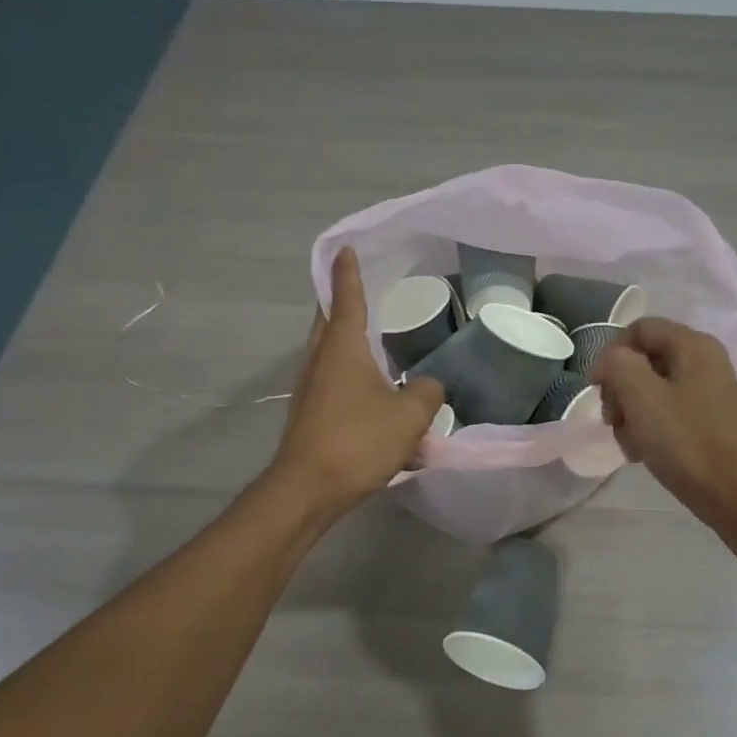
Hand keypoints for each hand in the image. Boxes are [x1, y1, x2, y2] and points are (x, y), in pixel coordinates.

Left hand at [271, 248, 445, 516]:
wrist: (308, 489)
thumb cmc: (358, 440)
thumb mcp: (409, 414)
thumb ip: (427, 392)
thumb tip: (427, 385)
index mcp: (342, 348)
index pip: (346, 297)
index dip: (348, 272)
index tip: (346, 248)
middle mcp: (320, 360)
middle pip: (330, 320)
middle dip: (343, 302)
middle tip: (363, 288)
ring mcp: (311, 388)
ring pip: (331, 354)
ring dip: (350, 343)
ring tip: (376, 341)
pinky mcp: (311, 414)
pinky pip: (335, 383)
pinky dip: (354, 378)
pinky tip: (379, 398)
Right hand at [591, 318, 736, 530]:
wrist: (733, 494)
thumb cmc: (685, 441)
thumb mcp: (641, 396)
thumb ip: (617, 364)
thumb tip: (610, 362)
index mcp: (693, 345)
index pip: (639, 329)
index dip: (611, 354)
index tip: (598, 389)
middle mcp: (704, 360)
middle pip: (644, 359)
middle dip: (620, 389)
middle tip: (612, 420)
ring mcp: (707, 390)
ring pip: (651, 388)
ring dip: (630, 413)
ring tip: (629, 443)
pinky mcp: (707, 418)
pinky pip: (667, 410)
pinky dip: (649, 427)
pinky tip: (643, 452)